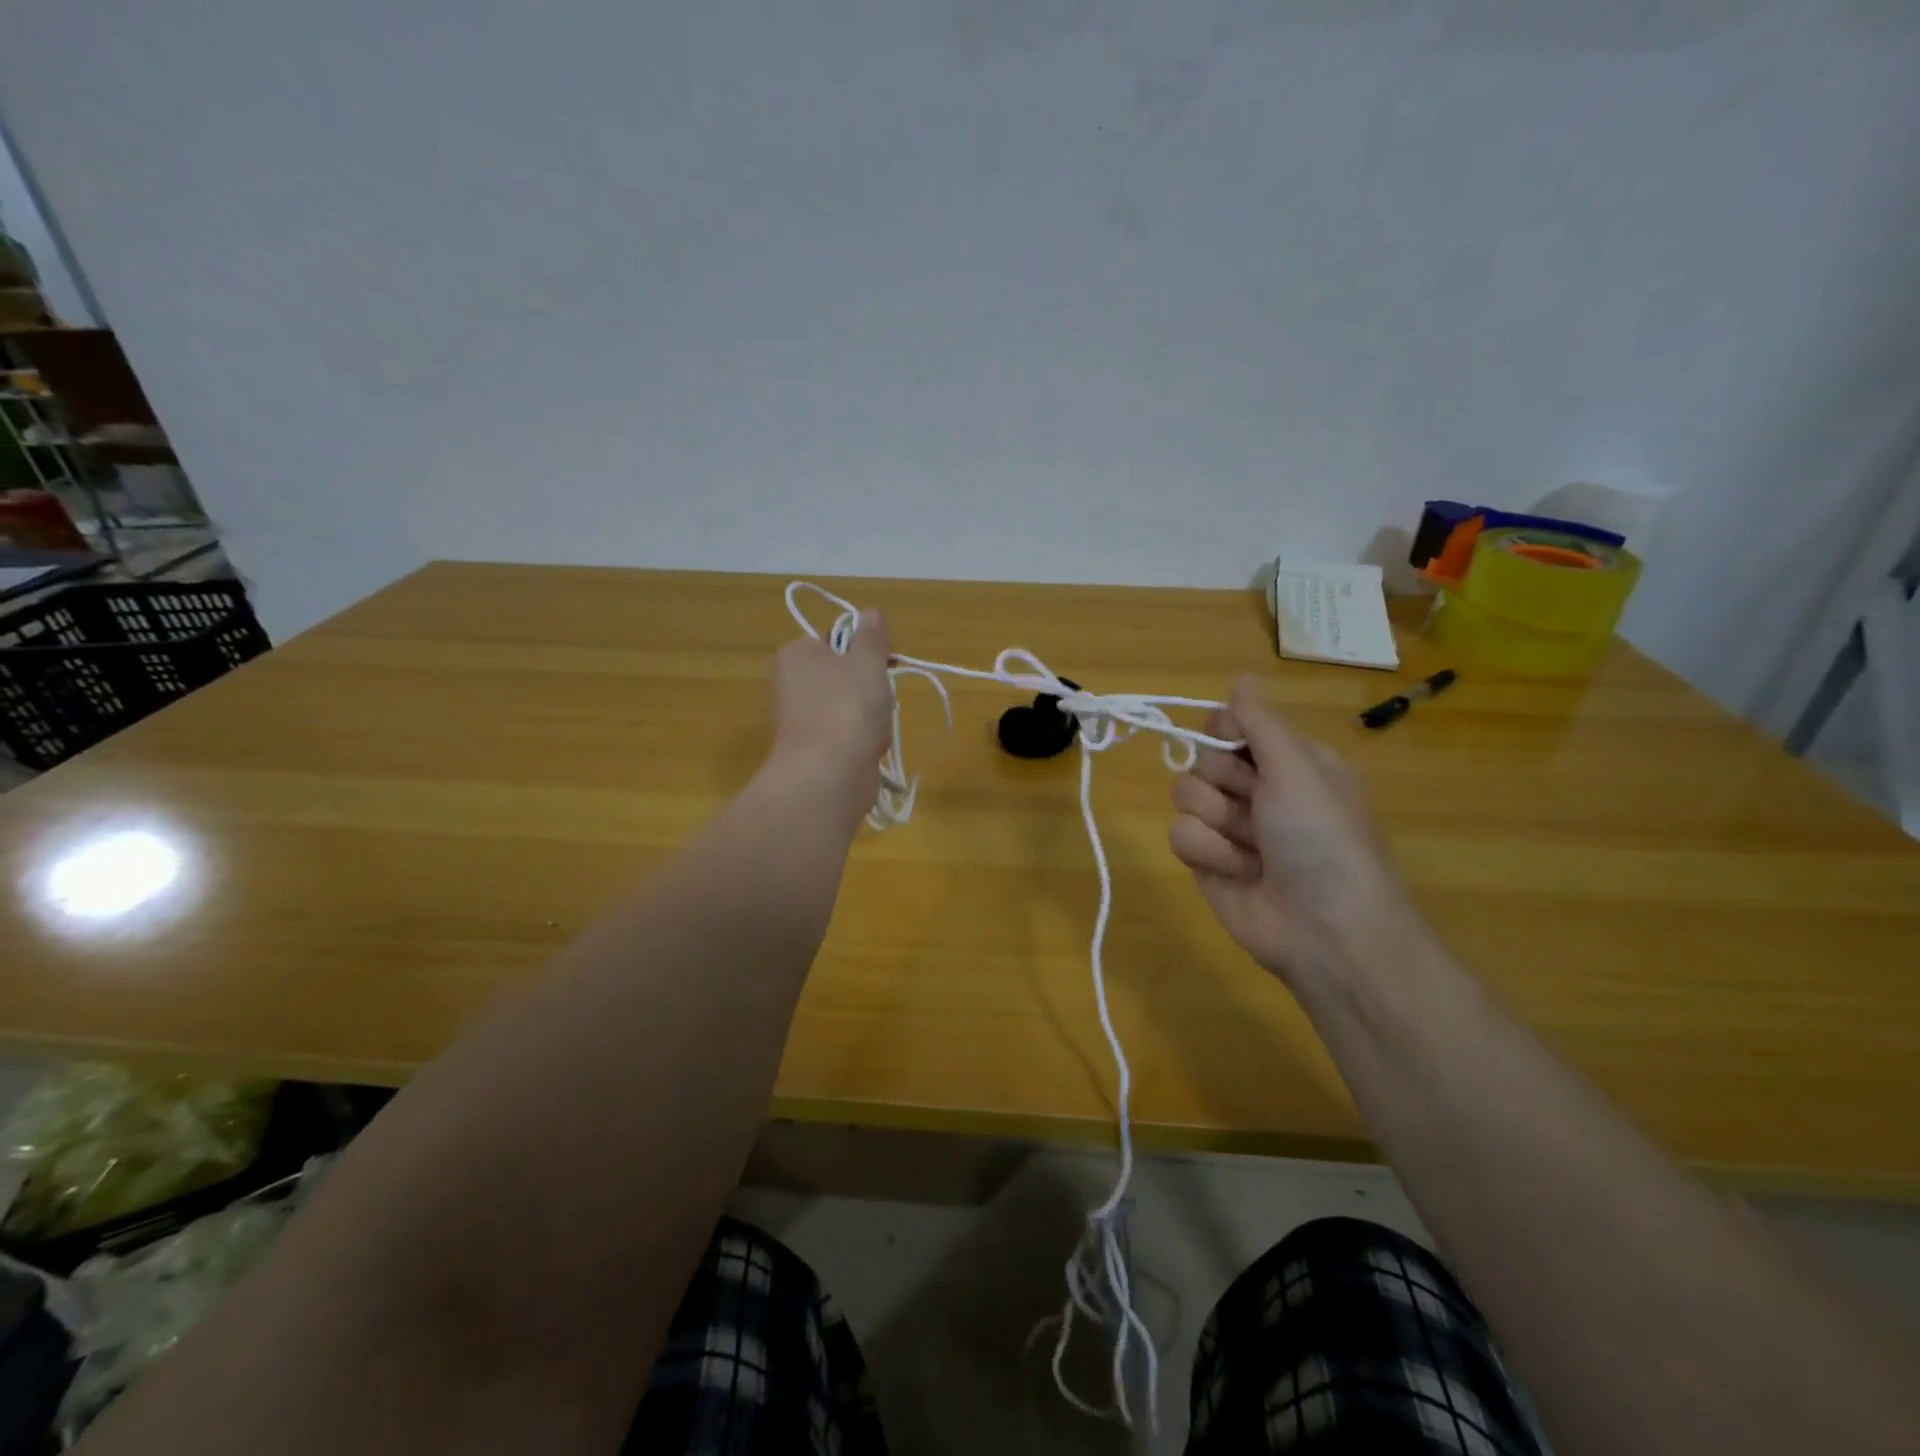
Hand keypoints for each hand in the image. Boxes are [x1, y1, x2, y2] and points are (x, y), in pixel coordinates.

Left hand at [769, 609, 893, 806]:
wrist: (829, 774)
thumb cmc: (847, 707)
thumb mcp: (867, 661)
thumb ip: (872, 636)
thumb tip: (871, 613)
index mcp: (797, 654)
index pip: (836, 638)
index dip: (866, 647)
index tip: (889, 660)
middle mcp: (791, 683)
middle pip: (846, 674)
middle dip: (872, 686)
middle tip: (883, 696)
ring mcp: (801, 719)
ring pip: (852, 706)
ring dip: (873, 715)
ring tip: (876, 727)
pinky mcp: (813, 750)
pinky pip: (848, 734)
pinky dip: (864, 740)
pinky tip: (871, 748)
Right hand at [1169, 677, 1429, 988]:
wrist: (1325, 930)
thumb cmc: (1322, 839)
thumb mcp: (1299, 768)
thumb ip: (1261, 723)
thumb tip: (1240, 677)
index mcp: (1286, 760)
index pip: (1229, 723)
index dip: (1223, 732)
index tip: (1236, 747)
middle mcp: (1256, 788)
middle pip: (1201, 758)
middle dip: (1226, 784)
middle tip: (1258, 807)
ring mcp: (1228, 826)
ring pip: (1184, 796)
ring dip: (1219, 823)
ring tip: (1253, 850)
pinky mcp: (1206, 860)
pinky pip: (1179, 835)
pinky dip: (1208, 853)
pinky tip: (1239, 872)